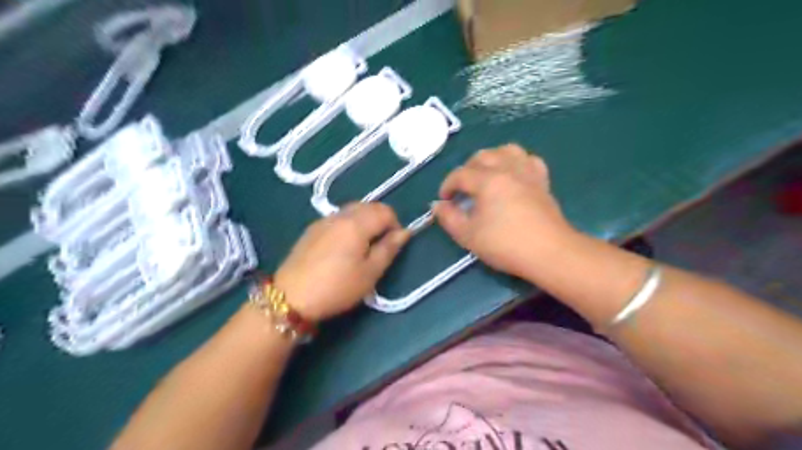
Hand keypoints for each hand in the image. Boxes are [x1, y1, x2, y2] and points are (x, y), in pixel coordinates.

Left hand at [279, 203, 413, 321]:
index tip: (392, 245)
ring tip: (362, 246)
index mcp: (357, 223)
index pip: (385, 211)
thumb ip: (389, 249)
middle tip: (379, 246)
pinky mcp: (311, 229)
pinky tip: (342, 247)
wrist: (291, 297)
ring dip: (364, 221)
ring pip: (352, 210)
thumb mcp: (370, 273)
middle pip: (368, 206)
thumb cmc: (337, 287)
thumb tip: (404, 232)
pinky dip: (348, 224)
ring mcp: (323, 220)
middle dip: (380, 220)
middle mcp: (340, 215)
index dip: (395, 225)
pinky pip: (338, 218)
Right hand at [433, 144, 577, 277]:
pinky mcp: (542, 182)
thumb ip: (449, 218)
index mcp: (488, 180)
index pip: (460, 174)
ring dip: (492, 158)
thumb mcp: (468, 235)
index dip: (447, 185)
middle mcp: (508, 169)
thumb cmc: (505, 244)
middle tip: (462, 188)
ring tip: (486, 174)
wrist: (549, 252)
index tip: (444, 200)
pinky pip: (529, 160)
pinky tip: (513, 174)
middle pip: (482, 156)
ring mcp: (528, 173)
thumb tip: (437, 205)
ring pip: (507, 150)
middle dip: (467, 169)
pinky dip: (517, 162)